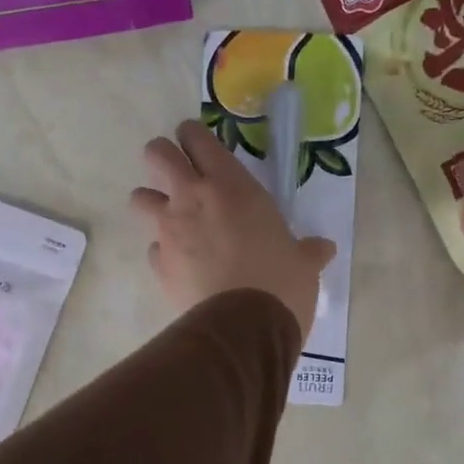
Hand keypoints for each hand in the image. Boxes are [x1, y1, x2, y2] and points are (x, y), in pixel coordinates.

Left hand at [132, 119, 336, 340]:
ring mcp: (168, 230)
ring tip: (171, 219)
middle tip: (180, 175)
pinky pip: (151, 246)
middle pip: (156, 153)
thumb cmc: (281, 282)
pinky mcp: (157, 264)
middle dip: (163, 159)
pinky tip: (181, 265)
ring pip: (139, 197)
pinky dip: (163, 251)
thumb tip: (324, 248)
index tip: (198, 144)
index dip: (193, 136)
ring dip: (152, 202)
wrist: (243, 327)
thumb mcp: (303, 262)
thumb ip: (309, 250)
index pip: (197, 138)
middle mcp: (192, 198)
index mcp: (230, 184)